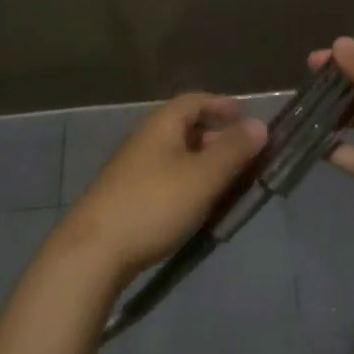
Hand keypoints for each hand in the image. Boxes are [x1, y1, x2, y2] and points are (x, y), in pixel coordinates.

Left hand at [59, 94, 266, 286]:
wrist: (93, 252)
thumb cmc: (154, 205)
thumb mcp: (203, 177)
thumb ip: (233, 150)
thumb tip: (259, 124)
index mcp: (162, 126)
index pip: (194, 101)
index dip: (221, 105)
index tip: (245, 117)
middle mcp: (145, 141)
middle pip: (185, 129)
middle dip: (217, 138)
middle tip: (245, 157)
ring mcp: (133, 171)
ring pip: (177, 157)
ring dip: (204, 165)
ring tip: (228, 185)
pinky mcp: (127, 198)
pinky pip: (167, 180)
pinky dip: (189, 184)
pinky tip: (199, 208)